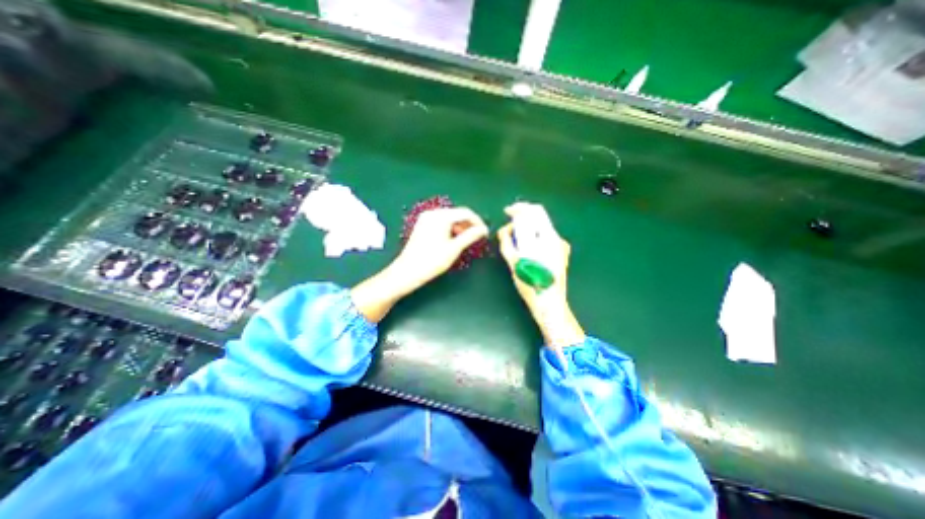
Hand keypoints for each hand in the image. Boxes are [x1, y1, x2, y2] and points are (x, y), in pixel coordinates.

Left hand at [392, 208, 490, 291]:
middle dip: (469, 224)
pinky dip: (450, 229)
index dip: (478, 222)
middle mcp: (433, 213)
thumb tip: (483, 229)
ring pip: (449, 218)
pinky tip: (454, 239)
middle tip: (478, 237)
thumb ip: (470, 236)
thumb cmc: (433, 260)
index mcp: (441, 216)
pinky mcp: (422, 225)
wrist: (408, 271)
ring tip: (467, 240)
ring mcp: (426, 218)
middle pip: (457, 214)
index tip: (485, 233)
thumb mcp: (454, 248)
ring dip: (460, 227)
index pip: (465, 213)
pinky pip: (441, 222)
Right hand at [499, 202, 583, 347]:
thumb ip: (507, 243)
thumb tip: (504, 230)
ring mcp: (560, 246)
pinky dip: (534, 236)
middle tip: (509, 225)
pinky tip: (526, 247)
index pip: (534, 211)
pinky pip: (545, 237)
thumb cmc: (530, 285)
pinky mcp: (561, 253)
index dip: (519, 208)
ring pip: (542, 226)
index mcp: (546, 238)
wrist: (550, 304)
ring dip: (527, 227)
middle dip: (522, 217)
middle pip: (539, 216)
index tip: (507, 212)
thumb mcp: (514, 263)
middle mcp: (556, 238)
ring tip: (514, 239)